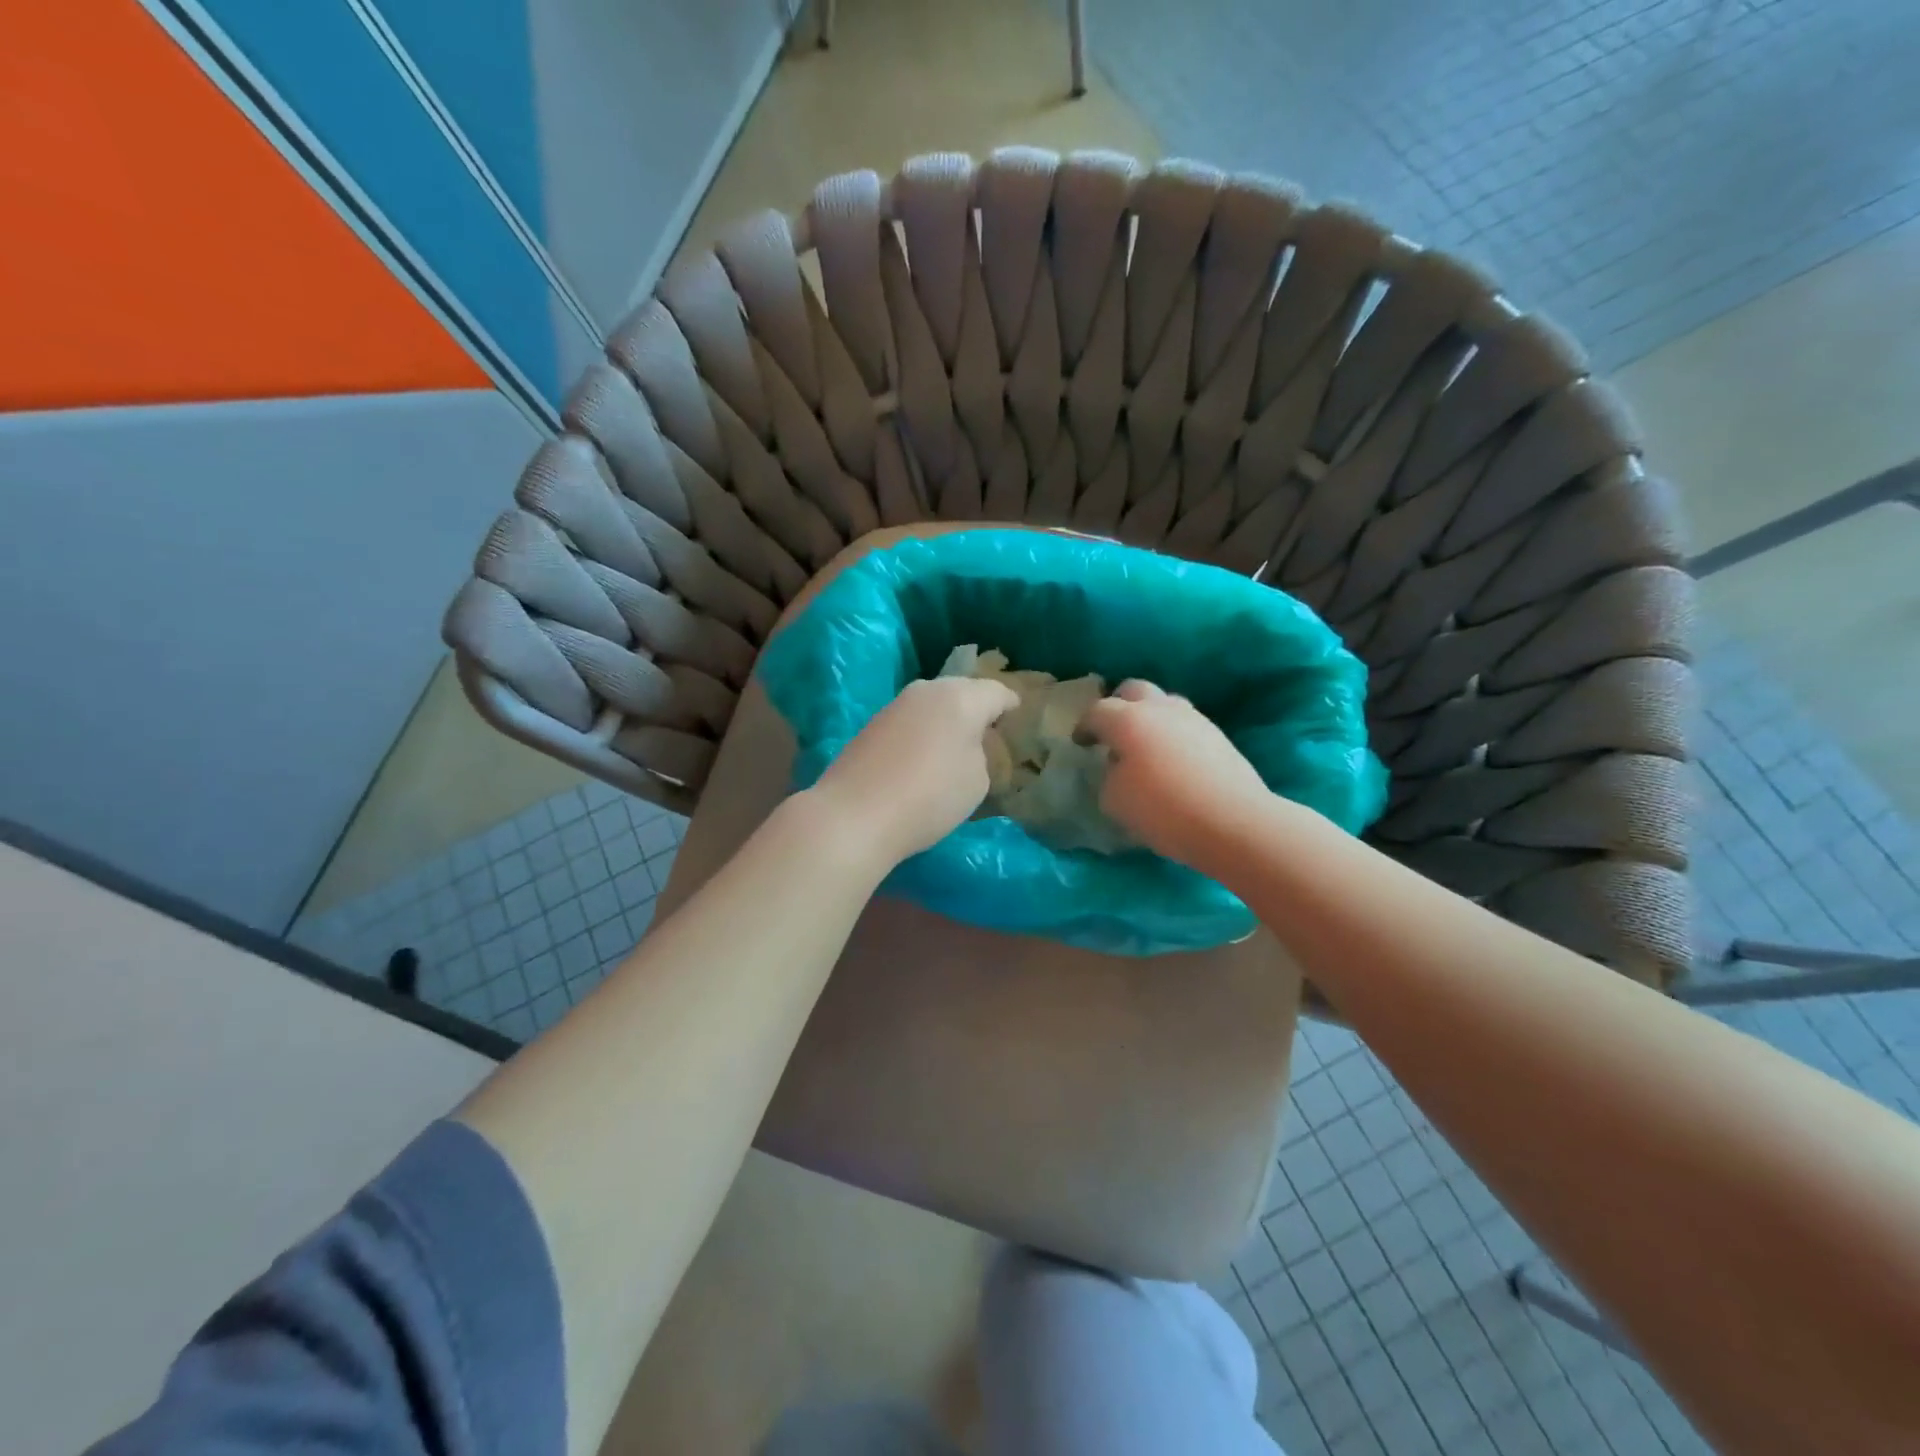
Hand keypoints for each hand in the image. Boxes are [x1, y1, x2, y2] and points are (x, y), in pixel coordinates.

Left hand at [810, 676, 1019, 864]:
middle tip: (989, 732)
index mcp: (961, 697)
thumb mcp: (977, 780)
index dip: (1012, 704)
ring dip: (946, 720)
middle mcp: (927, 690)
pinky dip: (922, 732)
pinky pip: (910, 721)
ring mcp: (895, 705)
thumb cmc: (930, 796)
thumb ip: (980, 754)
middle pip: (962, 691)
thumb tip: (965, 745)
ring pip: (933, 704)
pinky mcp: (872, 725)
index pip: (997, 692)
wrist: (855, 814)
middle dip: (977, 708)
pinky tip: (923, 756)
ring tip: (956, 745)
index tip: (1019, 716)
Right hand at [1079, 680, 1270, 871]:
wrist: (1233, 821)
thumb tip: (1118, 768)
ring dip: (1150, 718)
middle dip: (1119, 705)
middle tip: (1112, 732)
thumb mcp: (1115, 801)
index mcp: (1128, 720)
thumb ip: (1109, 777)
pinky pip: (1186, 726)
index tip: (1081, 743)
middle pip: (1134, 689)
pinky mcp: (1218, 737)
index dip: (1084, 726)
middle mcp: (1161, 709)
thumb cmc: (1164, 810)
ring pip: (1165, 704)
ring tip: (1145, 747)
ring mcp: (1195, 720)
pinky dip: (1172, 735)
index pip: (1097, 711)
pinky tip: (1172, 762)